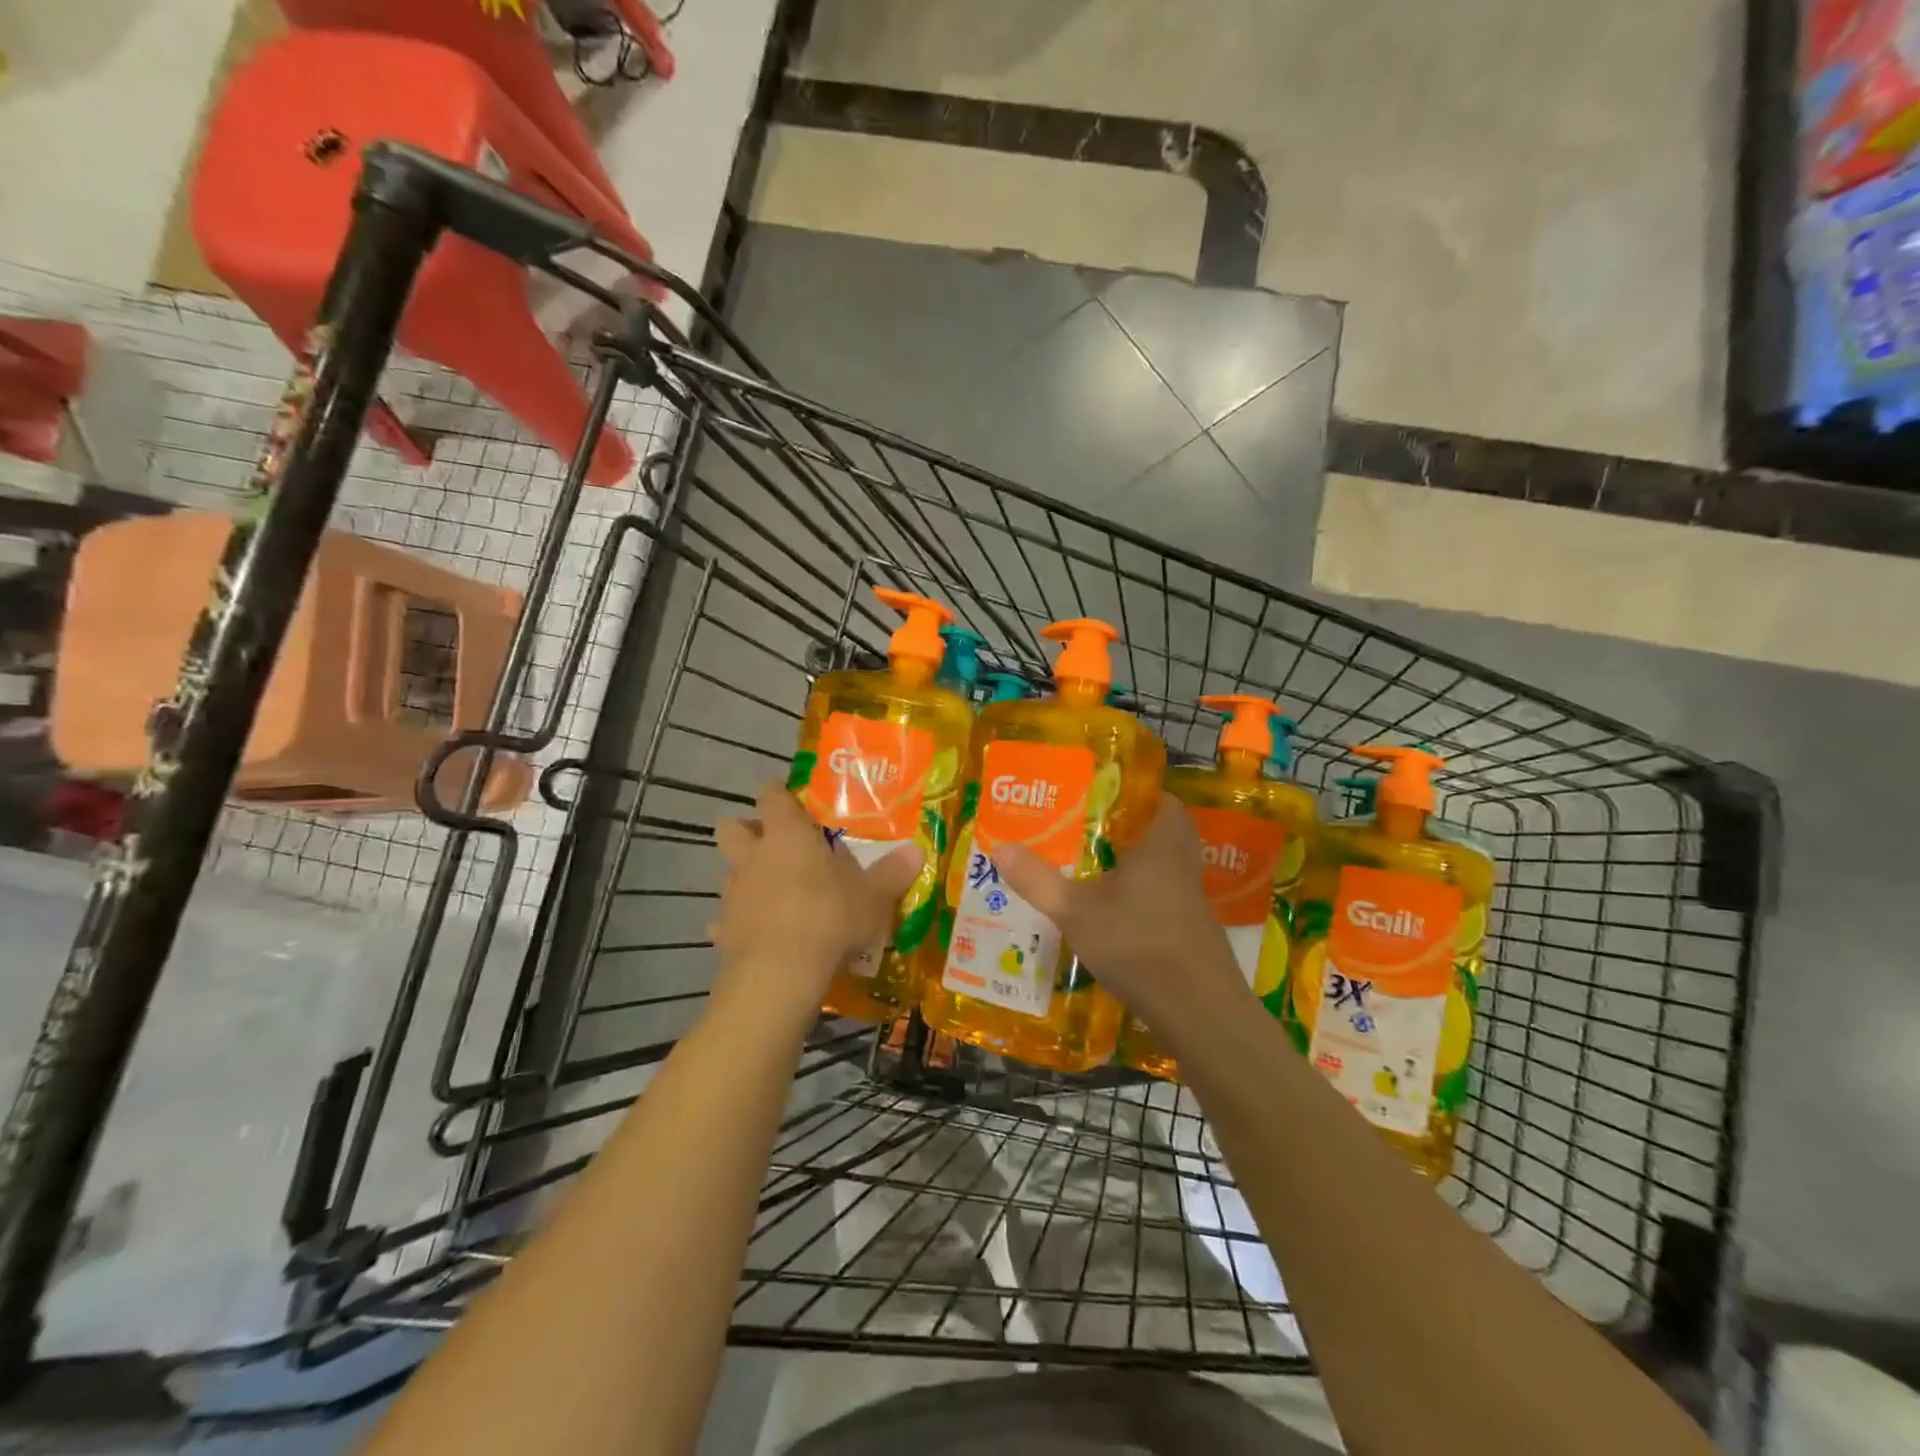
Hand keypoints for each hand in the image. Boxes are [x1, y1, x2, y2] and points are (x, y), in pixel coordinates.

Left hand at [709, 780, 922, 1024]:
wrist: (781, 973)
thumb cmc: (829, 917)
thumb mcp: (874, 896)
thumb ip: (893, 871)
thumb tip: (917, 850)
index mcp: (787, 835)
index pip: (772, 796)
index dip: (778, 794)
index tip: (791, 799)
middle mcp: (753, 856)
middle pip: (732, 827)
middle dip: (747, 830)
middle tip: (774, 844)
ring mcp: (734, 893)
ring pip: (729, 872)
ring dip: (745, 877)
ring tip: (771, 893)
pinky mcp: (723, 931)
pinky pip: (725, 921)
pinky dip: (737, 925)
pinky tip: (756, 936)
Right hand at [995, 793, 1247, 1038]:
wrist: (1198, 1011)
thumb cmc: (1138, 944)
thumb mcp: (1075, 911)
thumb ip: (1037, 879)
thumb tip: (999, 846)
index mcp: (1162, 841)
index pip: (1158, 797)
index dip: (1130, 791)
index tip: (1095, 792)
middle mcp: (1182, 862)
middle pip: (1156, 830)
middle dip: (1122, 827)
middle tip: (1082, 827)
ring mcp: (1189, 897)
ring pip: (1159, 864)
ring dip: (1129, 862)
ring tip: (1086, 864)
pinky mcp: (1189, 928)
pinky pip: (1160, 894)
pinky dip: (1137, 893)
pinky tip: (1107, 909)